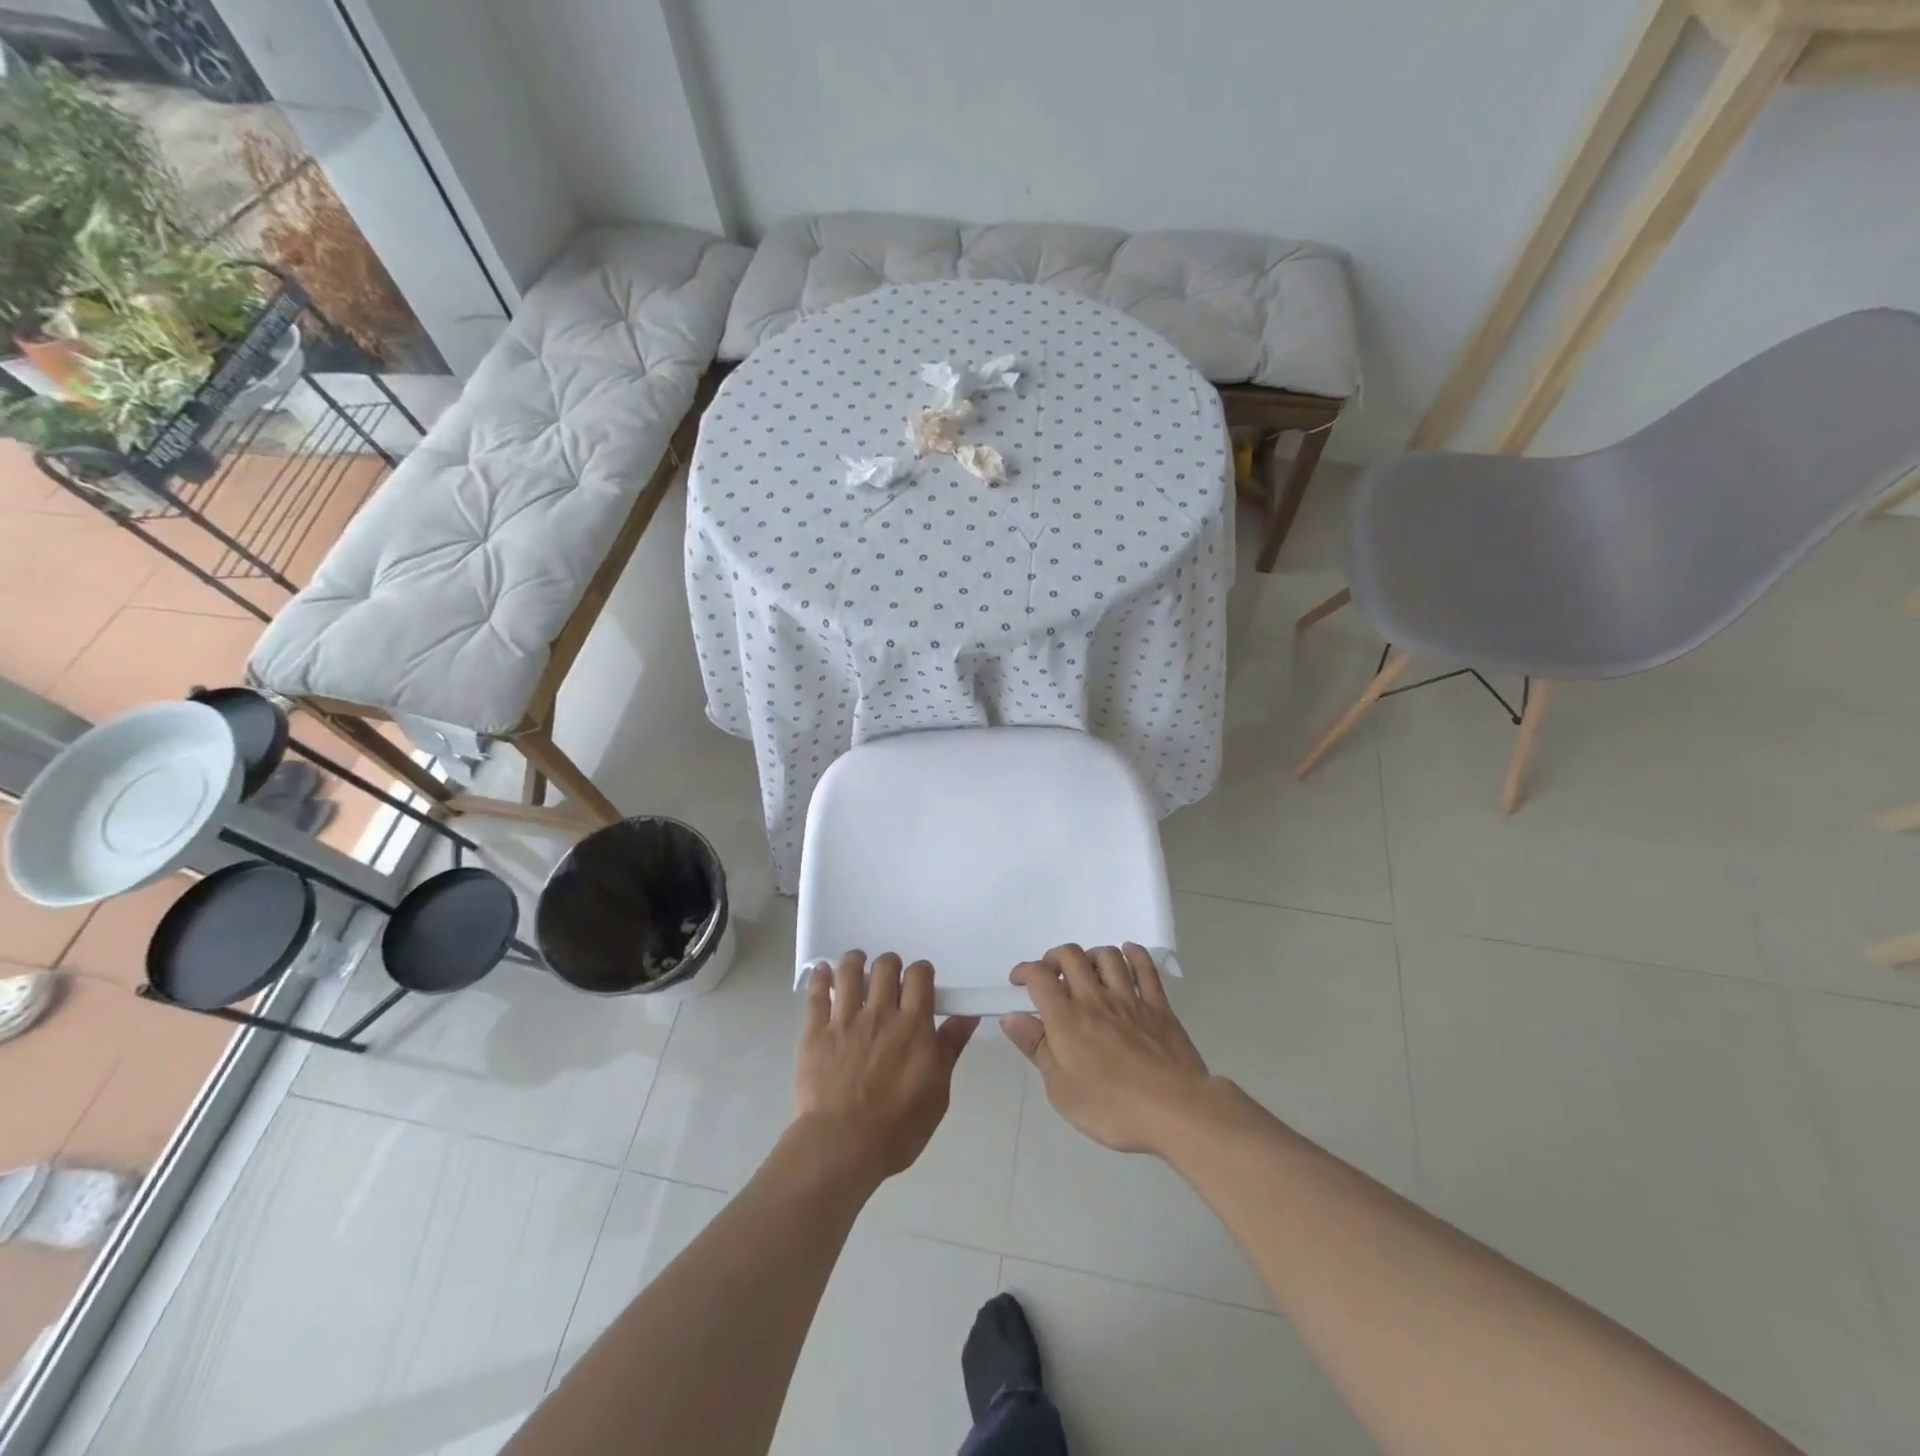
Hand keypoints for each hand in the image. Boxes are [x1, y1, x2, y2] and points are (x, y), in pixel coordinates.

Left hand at [794, 951, 978, 1182]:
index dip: (921, 971)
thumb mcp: (937, 1091)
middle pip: (885, 967)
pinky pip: (816, 995)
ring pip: (849, 972)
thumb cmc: (898, 1127)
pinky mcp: (815, 1033)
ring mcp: (844, 1020)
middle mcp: (880, 1013)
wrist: (842, 1146)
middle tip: (889, 975)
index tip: (920, 980)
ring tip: (857, 962)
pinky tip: (823, 971)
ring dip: (855, 961)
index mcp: (913, 1025)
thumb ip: (950, 1048)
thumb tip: (967, 1015)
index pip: (919, 976)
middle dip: (890, 964)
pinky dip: (820, 978)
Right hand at [1001, 943, 1214, 1156]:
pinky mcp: (1159, 1006)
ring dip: (1091, 955)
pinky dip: (1134, 954)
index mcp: (1067, 1018)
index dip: (1024, 971)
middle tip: (1051, 976)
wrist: (1176, 1111)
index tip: (1018, 982)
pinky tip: (1127, 954)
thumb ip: (1036, 1048)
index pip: (1039, 976)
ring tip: (1087, 971)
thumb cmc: (1112, 1108)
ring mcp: (1130, 998)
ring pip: (1107, 955)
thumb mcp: (1061, 1090)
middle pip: (1071, 956)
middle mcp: (1095, 998)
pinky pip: (1145, 967)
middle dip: (1054, 958)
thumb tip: (1012, 1017)